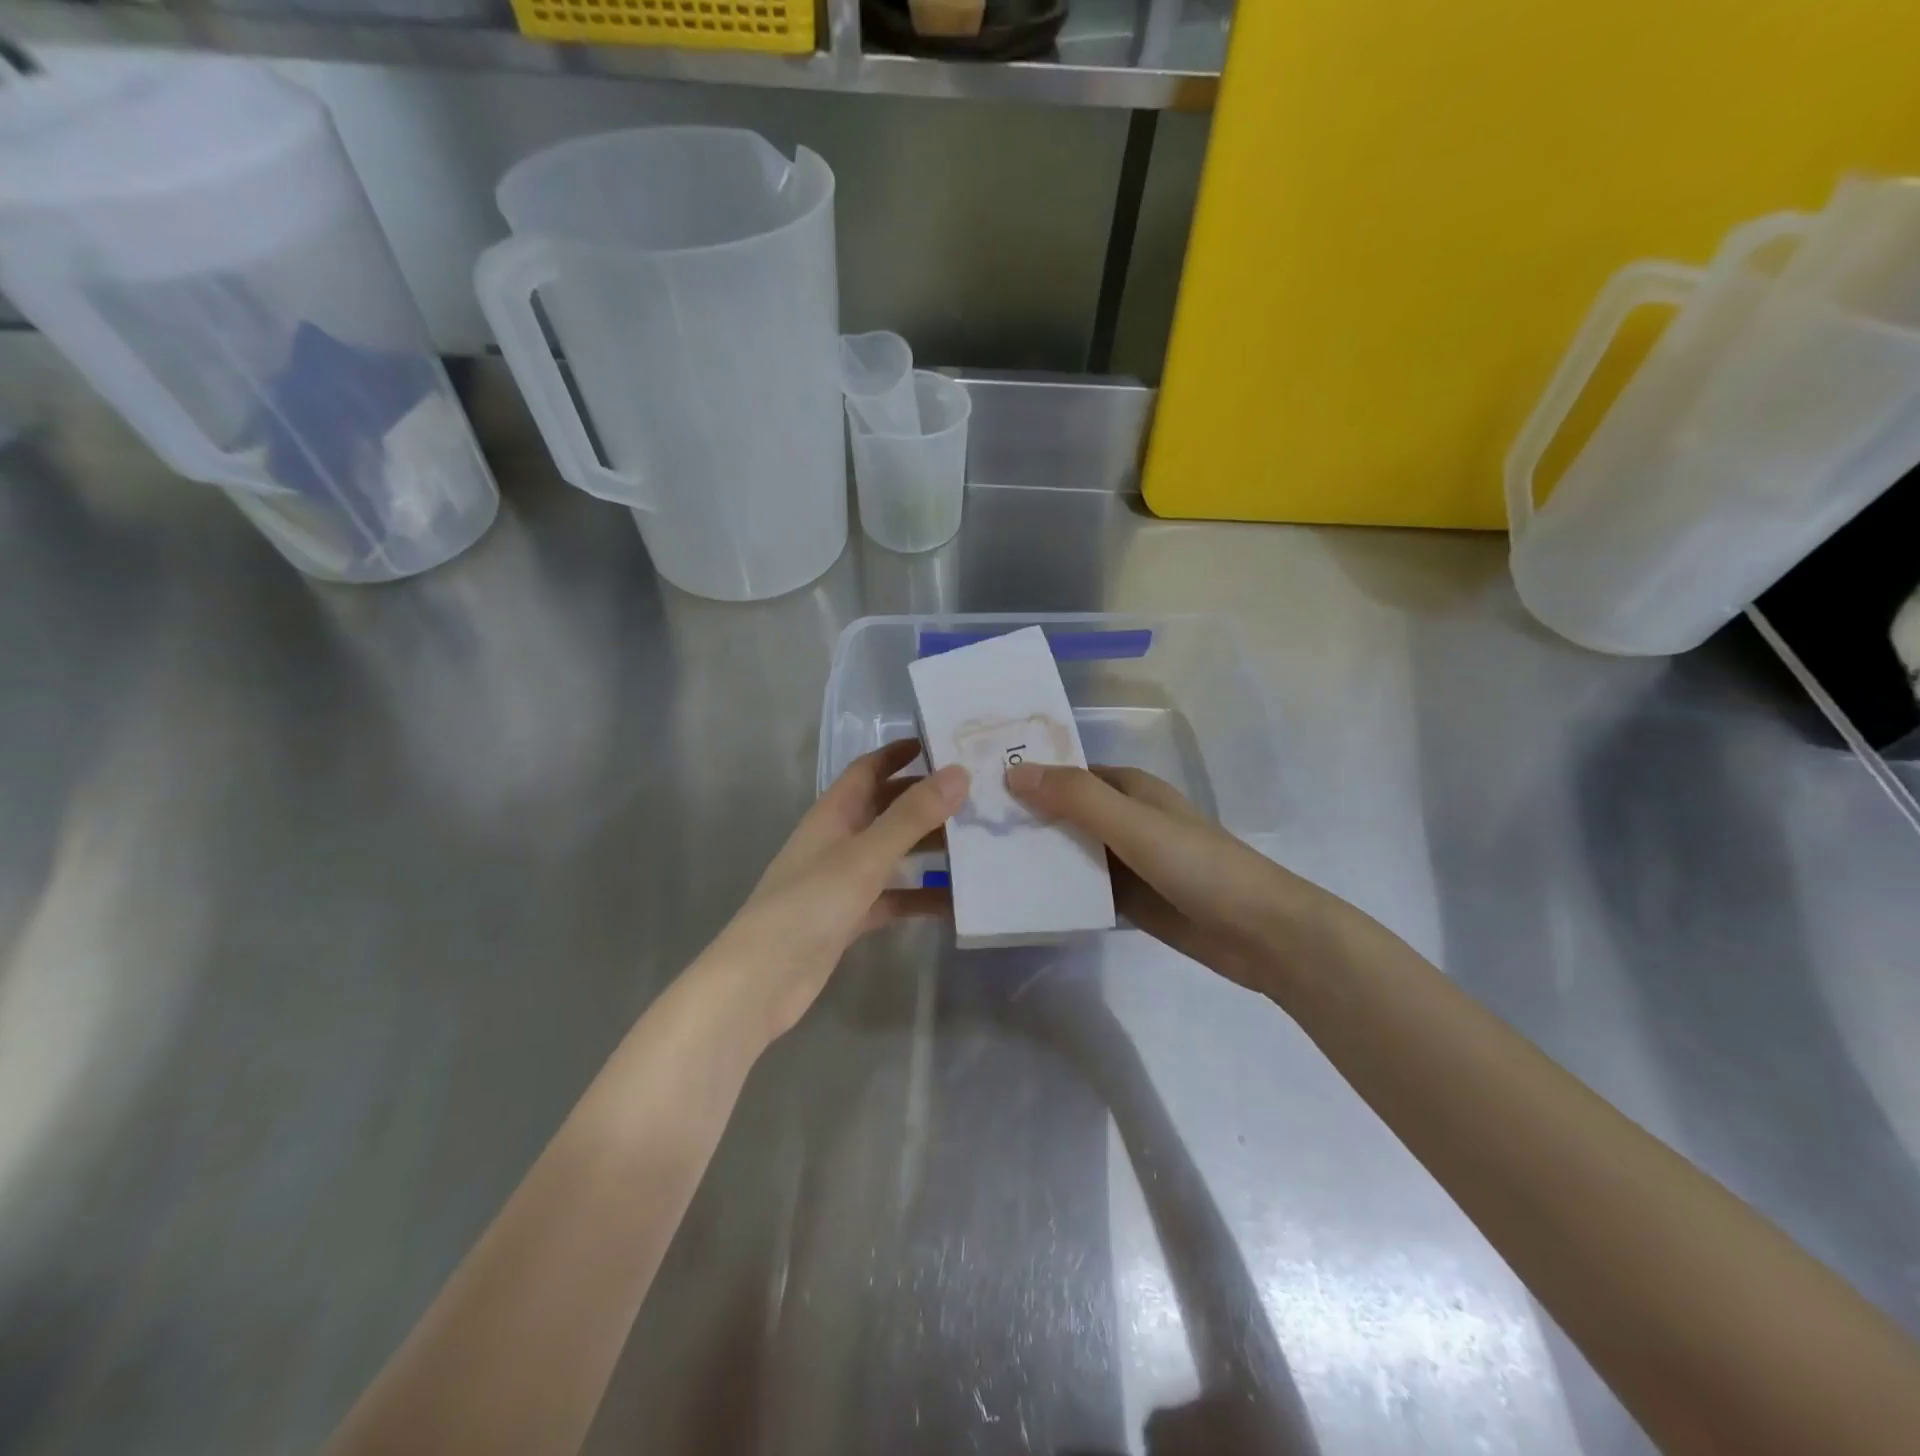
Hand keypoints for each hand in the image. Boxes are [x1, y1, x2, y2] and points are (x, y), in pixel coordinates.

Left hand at [703, 740, 966, 1041]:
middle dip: (926, 800)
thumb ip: (912, 816)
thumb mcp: (864, 855)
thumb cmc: (810, 904)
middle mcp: (839, 840)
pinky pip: (895, 896)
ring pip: (894, 853)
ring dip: (930, 848)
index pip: (868, 770)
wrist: (763, 980)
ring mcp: (844, 880)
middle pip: (887, 809)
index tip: (941, 743)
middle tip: (976, 794)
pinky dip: (921, 895)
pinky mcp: (851, 917)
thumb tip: (959, 772)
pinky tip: (957, 901)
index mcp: (834, 813)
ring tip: (979, 842)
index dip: (899, 754)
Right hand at [1004, 763, 1326, 994]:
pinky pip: (1080, 886)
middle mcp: (1123, 818)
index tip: (975, 783)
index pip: (1065, 772)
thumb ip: (1077, 798)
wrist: (1261, 934)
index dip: (1026, 774)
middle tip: (964, 827)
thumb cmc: (1199, 866)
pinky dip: (1054, 888)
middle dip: (1022, 817)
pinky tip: (1016, 897)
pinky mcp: (1127, 899)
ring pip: (1068, 850)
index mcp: (1128, 788)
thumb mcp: (1134, 824)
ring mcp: (1125, 861)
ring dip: (1034, 854)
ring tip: (977, 862)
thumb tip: (1013, 772)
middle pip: (1062, 811)